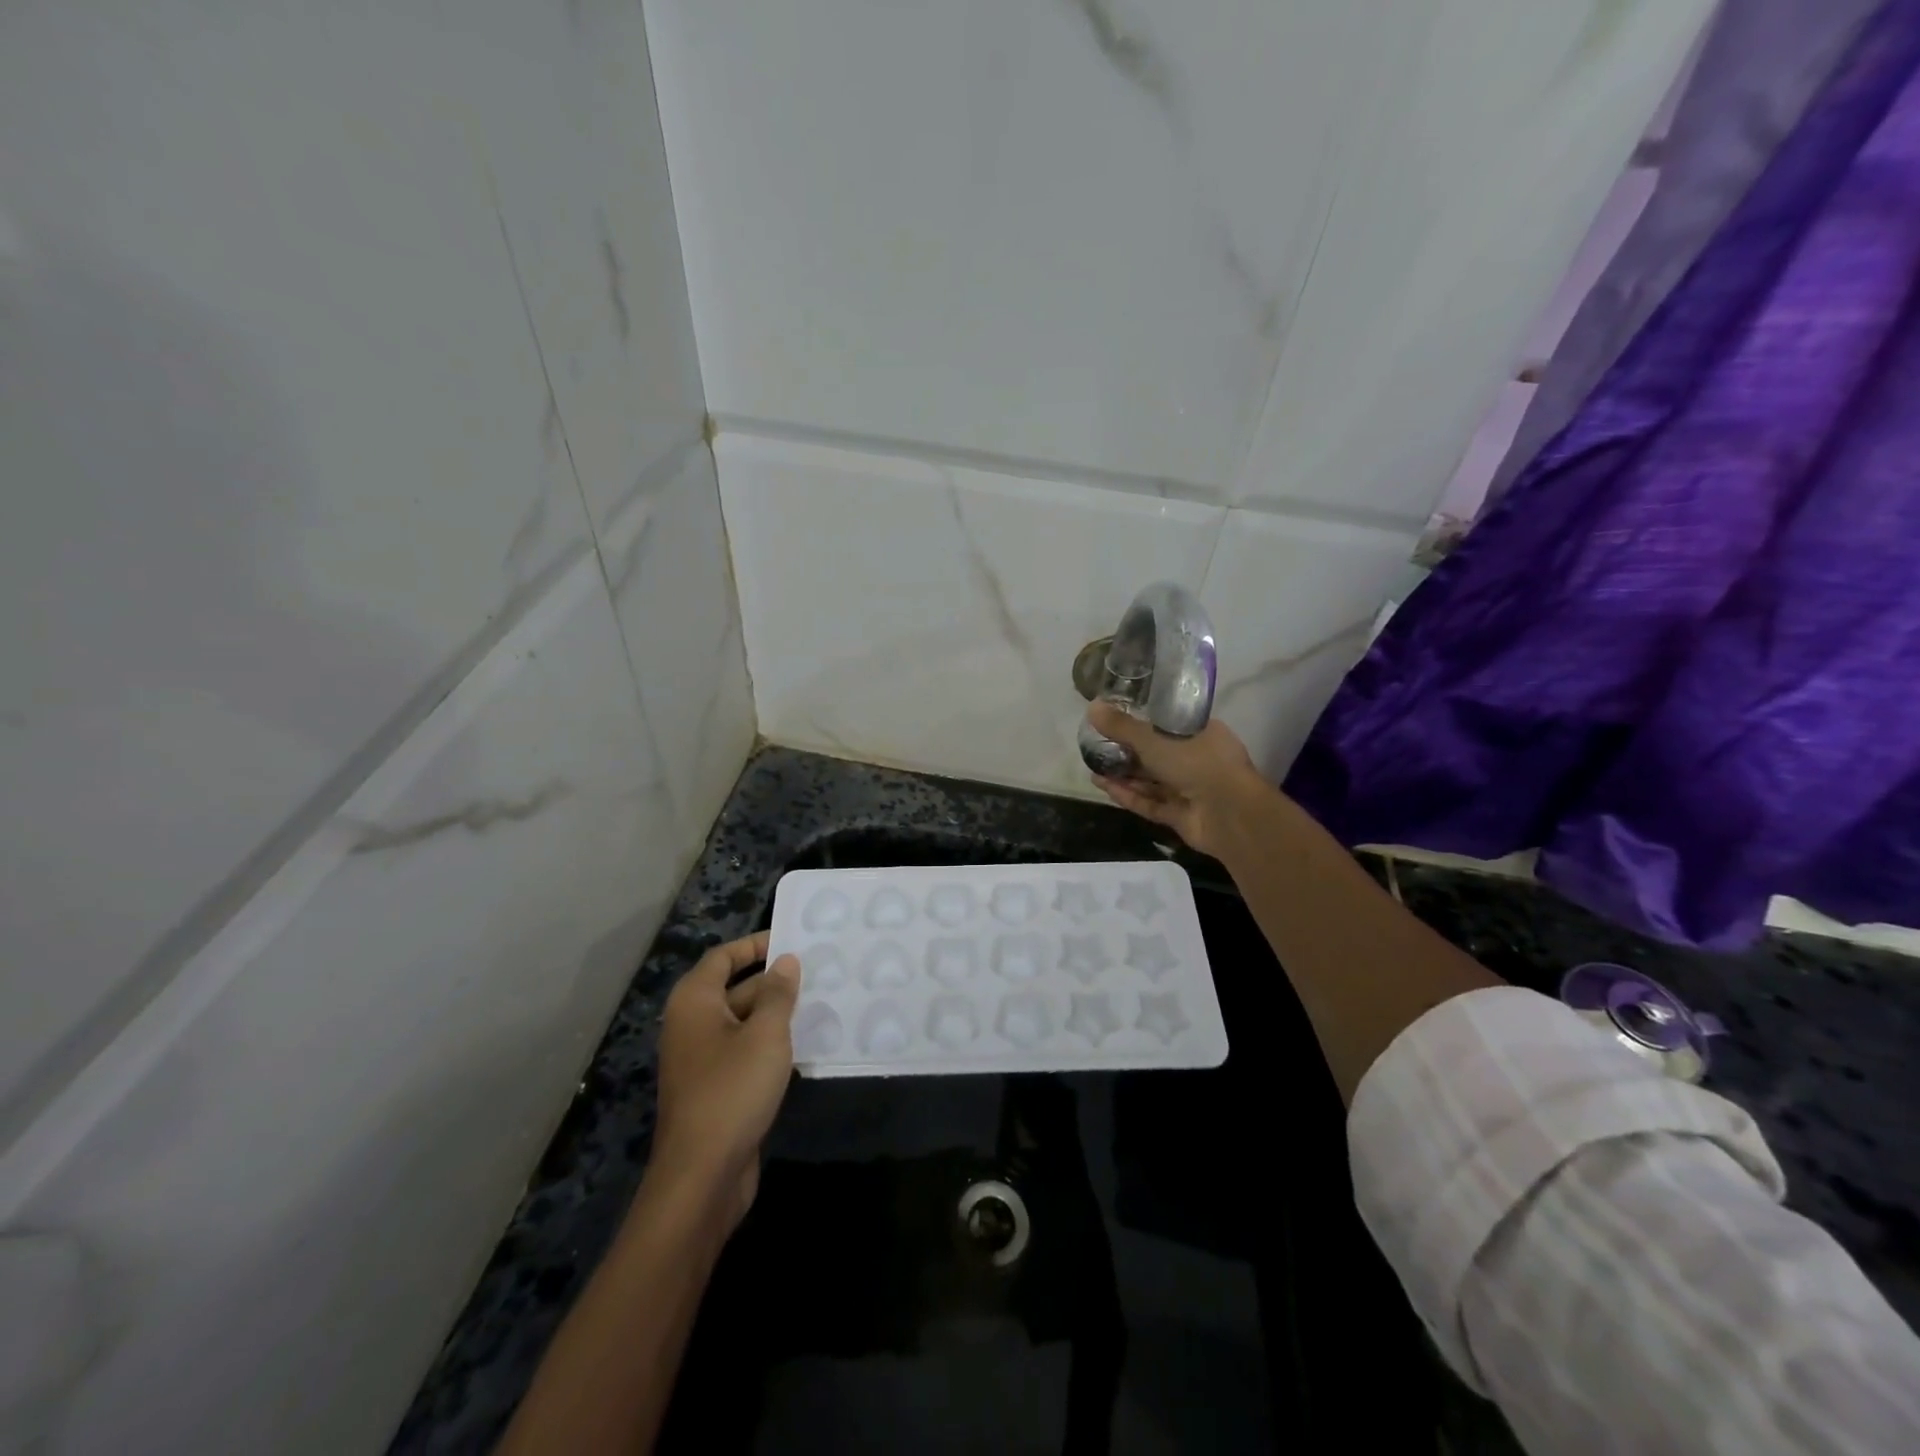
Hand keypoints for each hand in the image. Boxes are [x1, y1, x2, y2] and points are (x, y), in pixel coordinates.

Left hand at [650, 932, 799, 1229]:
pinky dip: (770, 1044)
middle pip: (734, 988)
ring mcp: (702, 1060)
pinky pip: (744, 1052)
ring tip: (819, 1003)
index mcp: (695, 1002)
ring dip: (775, 1014)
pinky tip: (804, 1045)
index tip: (790, 939)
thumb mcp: (765, 1034)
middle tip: (817, 972)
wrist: (702, 1176)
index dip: (754, 945)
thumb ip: (778, 994)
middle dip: (773, 981)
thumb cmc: (732, 1090)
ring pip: (742, 1023)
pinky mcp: (715, 1089)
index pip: (723, 957)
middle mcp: (692, 1025)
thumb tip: (786, 961)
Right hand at [1086, 701, 1270, 857]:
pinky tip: (1104, 788)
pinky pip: (1151, 803)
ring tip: (1094, 768)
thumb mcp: (1154, 738)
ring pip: (1152, 781)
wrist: (1229, 814)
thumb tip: (1091, 707)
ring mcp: (1190, 789)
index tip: (1116, 720)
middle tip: (1098, 747)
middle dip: (1127, 752)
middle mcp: (1197, 759)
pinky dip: (1130, 796)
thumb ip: (1122, 726)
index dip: (1142, 722)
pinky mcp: (1181, 815)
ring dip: (1124, 775)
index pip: (1169, 724)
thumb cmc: (1198, 762)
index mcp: (1201, 733)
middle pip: (1157, 754)